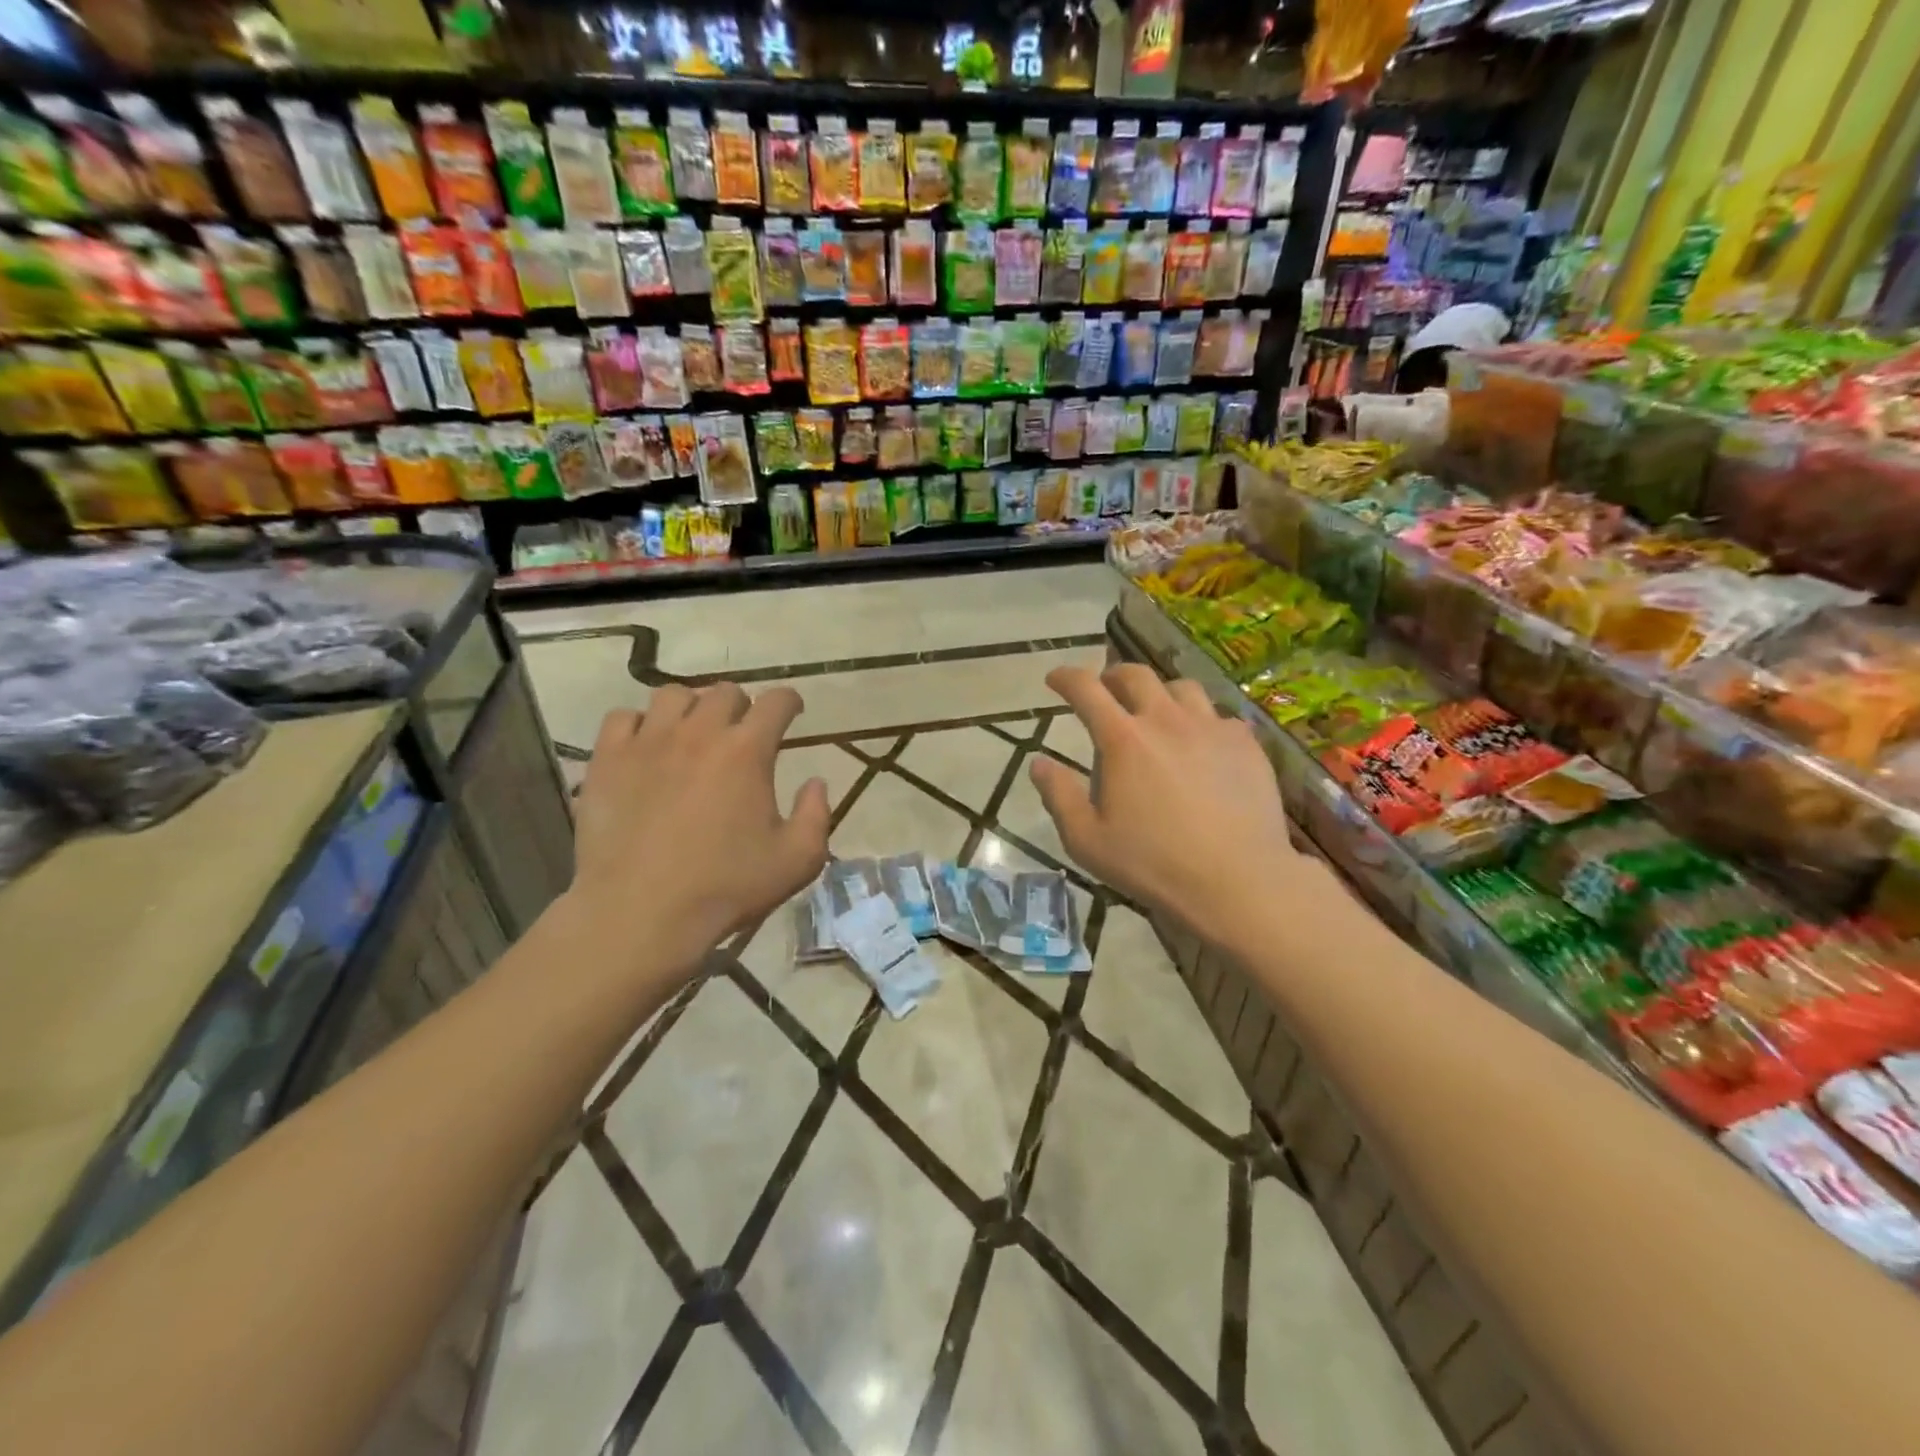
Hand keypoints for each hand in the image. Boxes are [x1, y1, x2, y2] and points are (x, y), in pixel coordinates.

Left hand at [567, 684, 830, 970]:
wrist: (641, 914)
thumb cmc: (725, 888)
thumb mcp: (797, 861)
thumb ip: (817, 815)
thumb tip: (815, 782)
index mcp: (747, 751)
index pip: (776, 701)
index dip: (789, 702)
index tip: (793, 712)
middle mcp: (699, 733)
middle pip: (725, 692)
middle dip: (742, 706)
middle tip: (743, 733)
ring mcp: (648, 742)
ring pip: (673, 695)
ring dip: (692, 708)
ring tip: (693, 733)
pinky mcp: (608, 760)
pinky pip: (623, 718)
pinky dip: (640, 724)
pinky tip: (647, 747)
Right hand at [1030, 664, 1303, 935]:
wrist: (1237, 881)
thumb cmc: (1153, 864)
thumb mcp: (1087, 840)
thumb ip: (1058, 796)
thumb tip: (1039, 762)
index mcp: (1123, 740)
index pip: (1086, 690)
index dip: (1066, 677)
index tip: (1055, 678)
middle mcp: (1167, 720)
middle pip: (1136, 675)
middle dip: (1113, 675)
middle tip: (1105, 689)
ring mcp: (1211, 728)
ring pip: (1182, 688)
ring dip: (1160, 692)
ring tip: (1155, 711)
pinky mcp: (1246, 745)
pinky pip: (1219, 716)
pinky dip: (1201, 721)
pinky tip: (1201, 744)